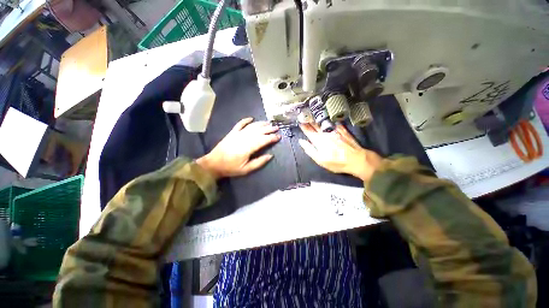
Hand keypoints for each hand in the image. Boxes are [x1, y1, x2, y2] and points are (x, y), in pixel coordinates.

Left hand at [196, 118, 280, 178]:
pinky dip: (246, 120)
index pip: (263, 140)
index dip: (272, 138)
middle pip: (259, 131)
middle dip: (269, 129)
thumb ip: (259, 162)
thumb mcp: (246, 169)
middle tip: (277, 127)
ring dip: (261, 124)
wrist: (213, 164)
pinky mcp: (232, 133)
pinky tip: (251, 118)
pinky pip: (239, 124)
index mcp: (248, 148)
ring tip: (268, 123)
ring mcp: (237, 134)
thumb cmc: (231, 168)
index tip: (279, 136)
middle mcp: (244, 138)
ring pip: (251, 126)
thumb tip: (270, 156)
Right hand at [299, 123, 381, 181]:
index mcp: (319, 141)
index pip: (309, 132)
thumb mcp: (320, 160)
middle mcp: (326, 134)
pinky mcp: (343, 130)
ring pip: (324, 123)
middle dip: (309, 120)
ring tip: (313, 114)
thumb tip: (301, 141)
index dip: (303, 127)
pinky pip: (334, 123)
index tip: (299, 121)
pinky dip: (329, 119)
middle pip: (315, 126)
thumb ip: (310, 150)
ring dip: (317, 119)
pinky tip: (328, 116)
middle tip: (304, 115)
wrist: (357, 160)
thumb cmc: (337, 162)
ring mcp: (335, 131)